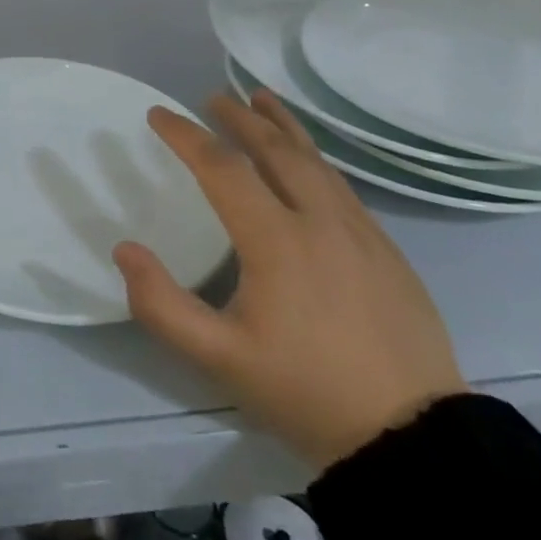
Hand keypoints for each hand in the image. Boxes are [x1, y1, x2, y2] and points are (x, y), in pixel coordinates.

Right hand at [113, 90, 465, 470]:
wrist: (416, 440)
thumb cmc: (306, 392)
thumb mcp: (219, 358)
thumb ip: (161, 304)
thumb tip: (125, 249)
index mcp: (277, 241)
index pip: (222, 169)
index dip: (186, 136)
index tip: (158, 115)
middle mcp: (320, 222)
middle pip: (276, 150)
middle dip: (239, 118)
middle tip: (211, 99)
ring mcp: (361, 234)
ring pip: (316, 161)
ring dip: (282, 127)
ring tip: (261, 101)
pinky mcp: (387, 251)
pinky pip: (341, 186)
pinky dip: (314, 158)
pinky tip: (307, 162)